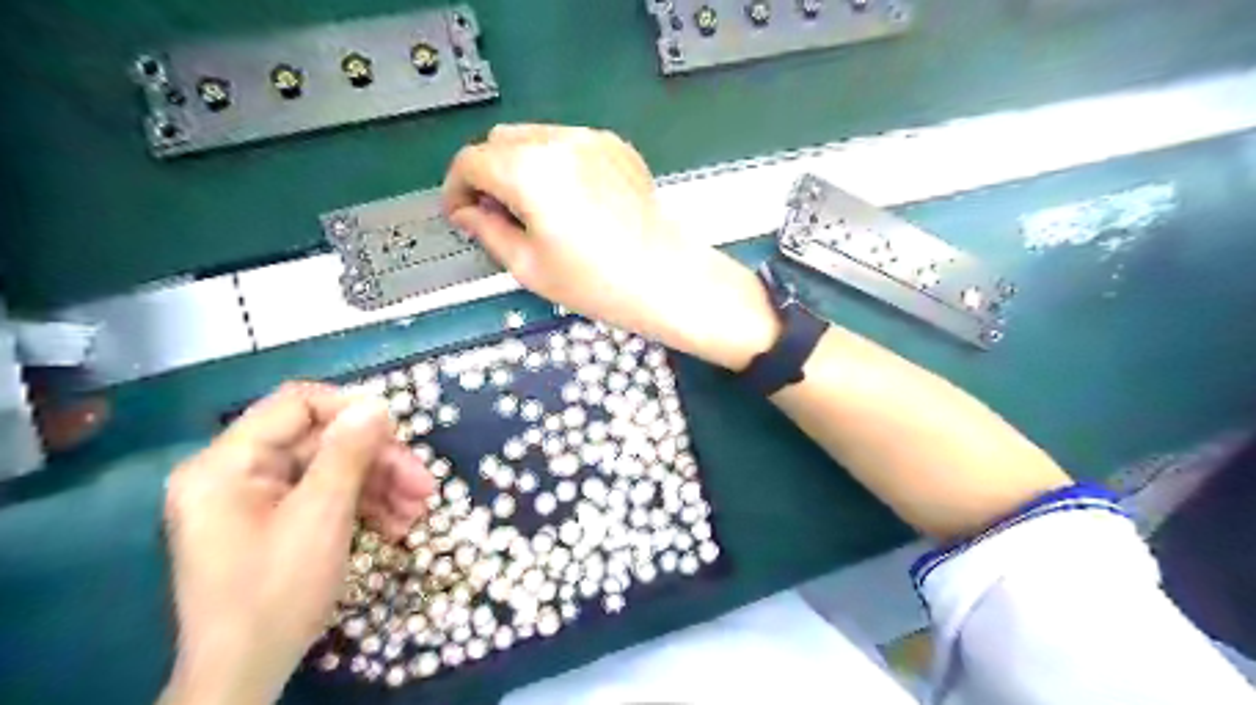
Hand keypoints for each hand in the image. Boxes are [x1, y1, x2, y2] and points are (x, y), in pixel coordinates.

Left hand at [160, 384, 435, 703]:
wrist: (246, 674)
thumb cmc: (276, 592)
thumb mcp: (320, 517)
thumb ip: (347, 453)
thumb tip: (376, 404)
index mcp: (227, 464)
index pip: (295, 405)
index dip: (350, 409)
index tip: (397, 431)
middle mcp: (238, 473)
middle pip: (323, 442)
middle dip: (379, 461)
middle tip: (424, 484)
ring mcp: (257, 499)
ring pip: (333, 469)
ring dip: (381, 486)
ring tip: (418, 511)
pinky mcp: (277, 521)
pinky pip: (327, 496)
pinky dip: (364, 506)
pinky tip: (397, 525)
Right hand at [438, 125, 775, 370]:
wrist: (668, 279)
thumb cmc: (598, 283)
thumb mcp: (529, 266)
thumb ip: (487, 231)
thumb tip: (466, 214)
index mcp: (530, 171)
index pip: (470, 162)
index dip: (456, 189)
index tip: (460, 215)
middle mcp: (559, 142)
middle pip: (500, 141)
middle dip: (487, 174)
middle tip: (494, 215)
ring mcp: (593, 140)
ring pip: (534, 137)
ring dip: (519, 165)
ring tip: (533, 209)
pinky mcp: (617, 147)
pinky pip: (570, 144)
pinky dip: (555, 163)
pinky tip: (571, 201)